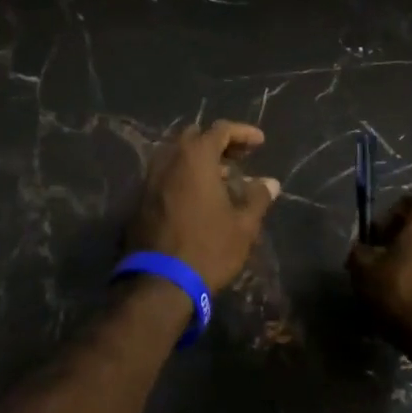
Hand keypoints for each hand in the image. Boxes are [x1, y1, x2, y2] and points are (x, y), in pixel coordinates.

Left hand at [127, 121, 280, 290]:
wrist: (159, 282)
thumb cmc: (208, 248)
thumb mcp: (242, 226)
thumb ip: (257, 198)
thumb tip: (270, 183)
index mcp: (195, 158)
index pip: (220, 130)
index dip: (243, 132)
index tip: (260, 142)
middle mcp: (169, 160)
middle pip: (195, 137)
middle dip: (219, 142)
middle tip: (239, 158)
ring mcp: (150, 179)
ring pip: (177, 156)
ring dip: (200, 160)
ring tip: (223, 178)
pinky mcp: (141, 199)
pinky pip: (166, 174)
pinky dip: (184, 175)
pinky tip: (199, 196)